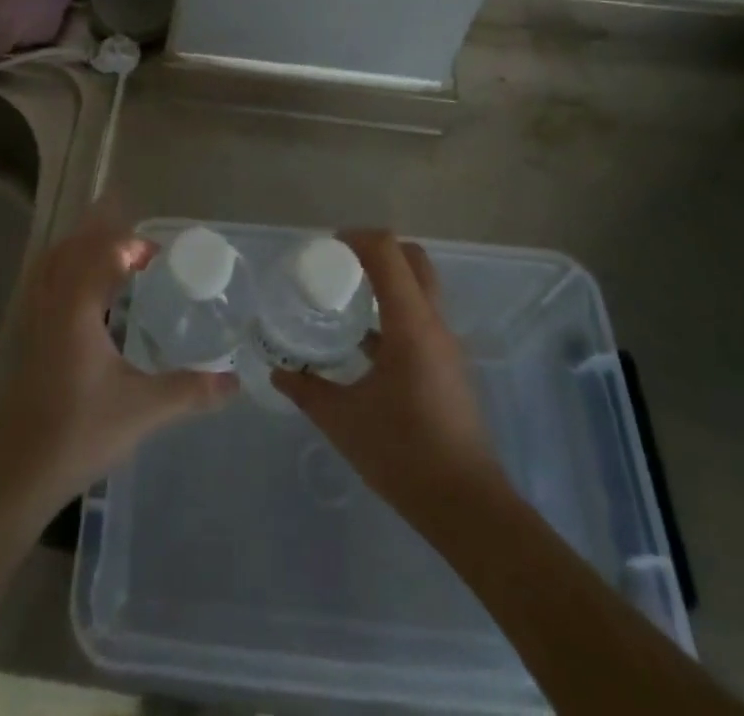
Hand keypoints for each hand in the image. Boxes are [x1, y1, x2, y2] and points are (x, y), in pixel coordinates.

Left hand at [0, 202, 236, 522]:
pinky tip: (88, 297)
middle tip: (141, 253)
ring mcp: (33, 320)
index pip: (102, 252)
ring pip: (53, 264)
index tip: (160, 257)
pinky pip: (44, 284)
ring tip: (115, 263)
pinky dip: (66, 273)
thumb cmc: (80, 433)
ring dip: (83, 252)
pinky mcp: (27, 339)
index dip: (131, 244)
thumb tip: (234, 381)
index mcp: (76, 308)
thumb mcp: (142, 410)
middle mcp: (51, 304)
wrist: (19, 474)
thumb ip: (190, 390)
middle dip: (106, 238)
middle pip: (74, 248)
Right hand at [272, 231, 498, 513]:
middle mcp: (433, 323)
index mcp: (410, 323)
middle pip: (412, 259)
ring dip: (388, 280)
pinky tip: (365, 342)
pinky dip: (394, 310)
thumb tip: (279, 372)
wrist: (465, 505)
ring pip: (420, 288)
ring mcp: (446, 344)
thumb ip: (307, 389)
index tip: (327, 248)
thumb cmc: (403, 453)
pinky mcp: (448, 366)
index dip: (357, 237)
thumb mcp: (342, 420)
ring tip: (347, 298)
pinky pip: (421, 317)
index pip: (388, 252)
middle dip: (376, 250)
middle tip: (340, 265)